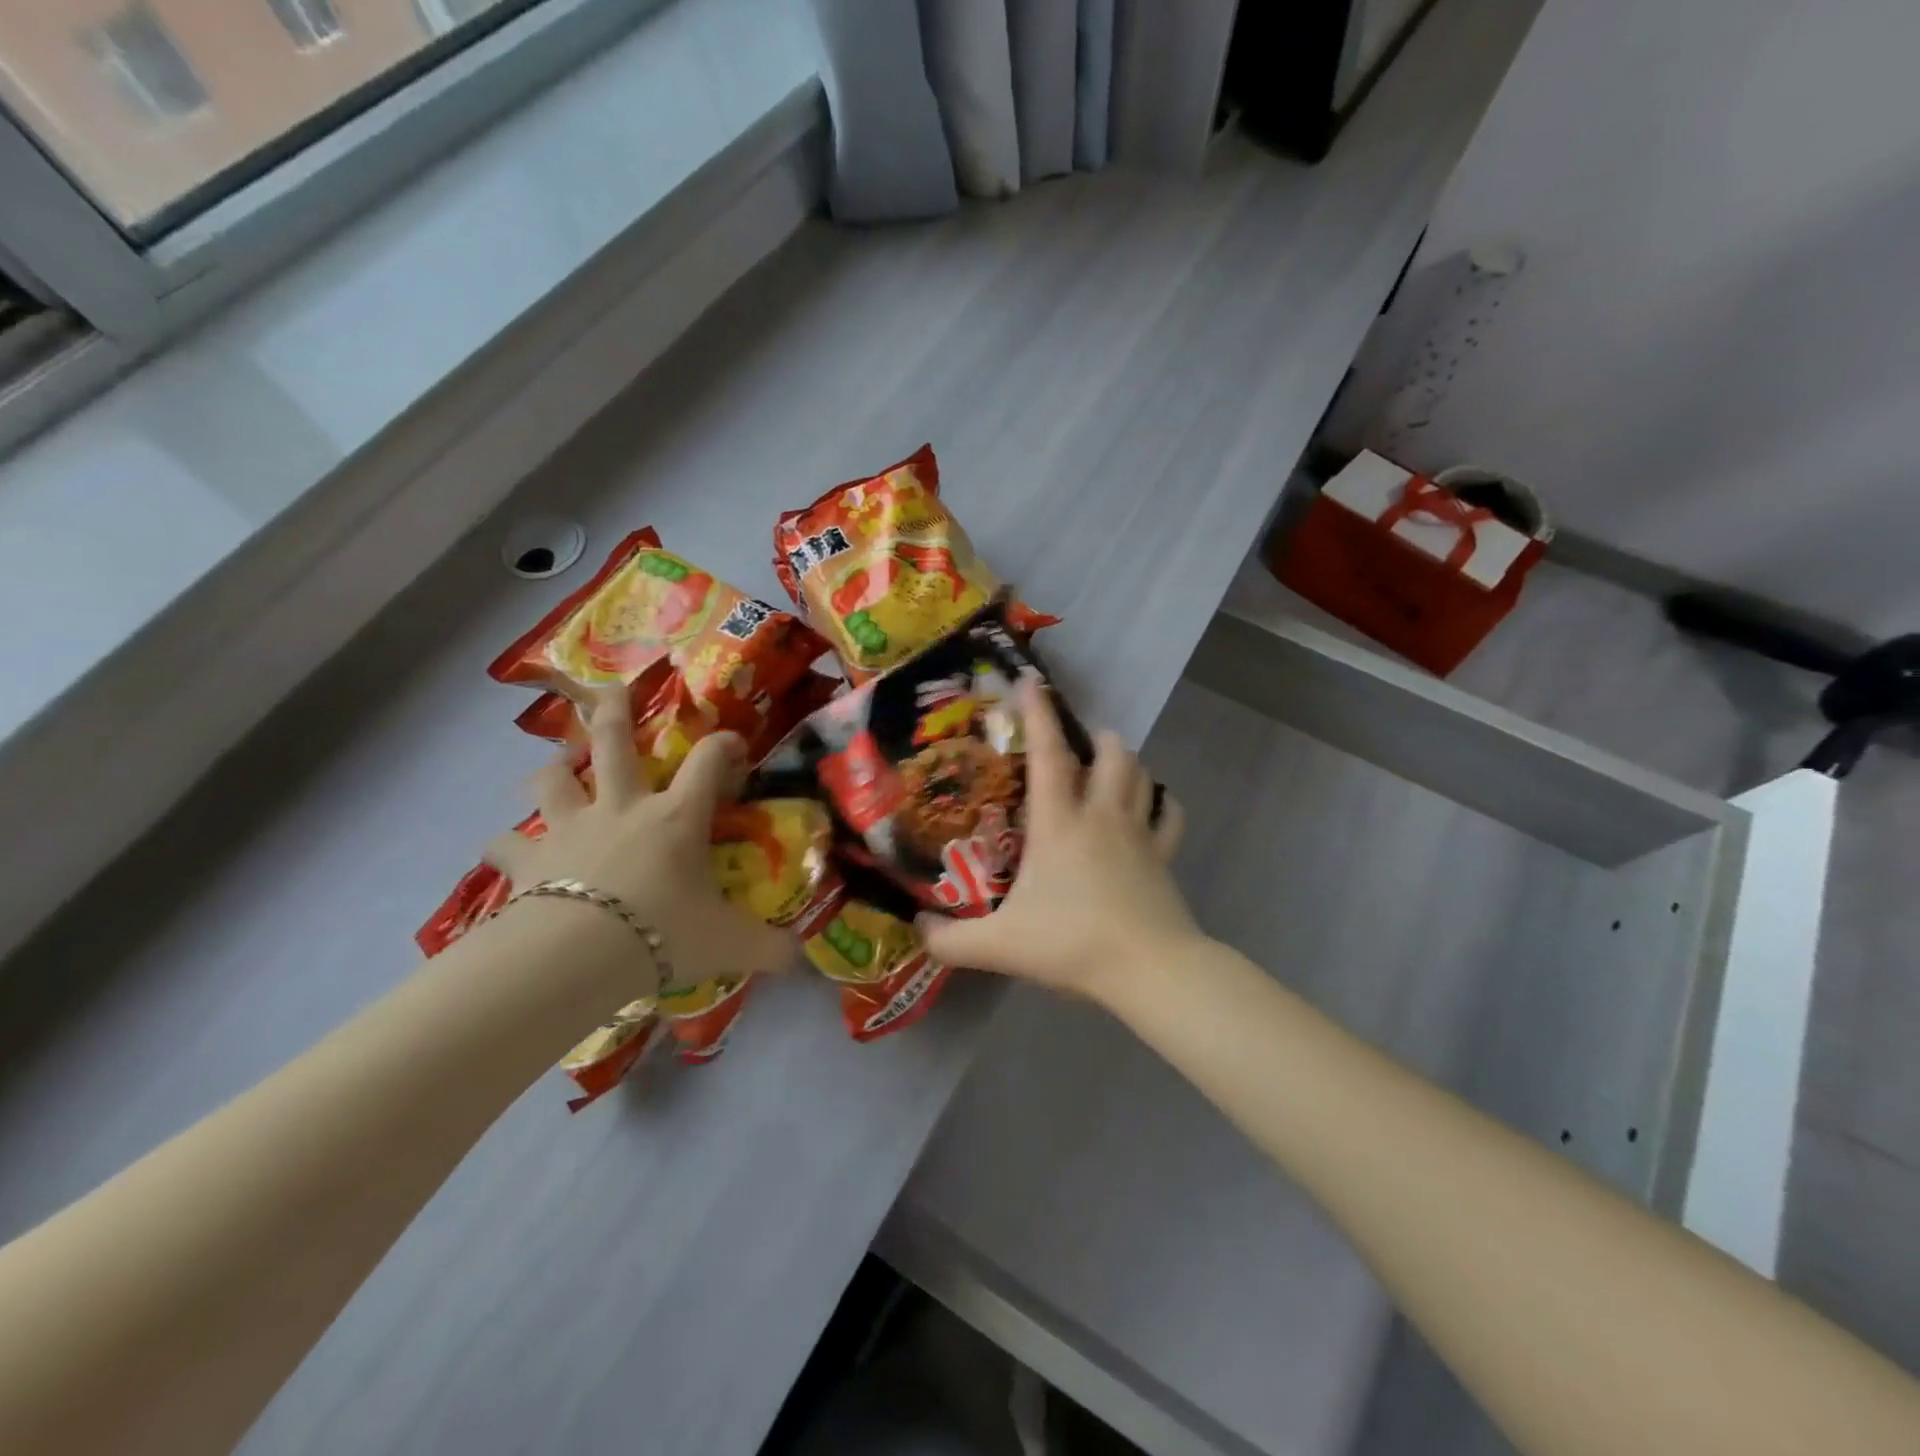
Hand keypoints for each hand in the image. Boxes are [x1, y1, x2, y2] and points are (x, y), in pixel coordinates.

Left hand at [484, 690, 793, 994]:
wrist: (577, 955)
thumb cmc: (663, 933)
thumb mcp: (729, 944)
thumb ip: (770, 947)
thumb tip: (802, 958)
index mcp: (675, 818)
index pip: (708, 763)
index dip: (724, 745)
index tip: (733, 742)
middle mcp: (621, 809)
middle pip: (614, 743)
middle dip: (614, 712)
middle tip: (612, 689)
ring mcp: (569, 829)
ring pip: (553, 780)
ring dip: (556, 766)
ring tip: (558, 762)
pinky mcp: (527, 861)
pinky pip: (506, 844)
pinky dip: (506, 844)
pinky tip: (504, 849)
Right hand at [915, 680, 1197, 1002]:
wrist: (1149, 970)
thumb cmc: (1072, 944)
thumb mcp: (999, 946)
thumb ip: (950, 940)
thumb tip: (916, 927)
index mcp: (1059, 822)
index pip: (1048, 754)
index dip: (1038, 714)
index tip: (1031, 682)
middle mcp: (1101, 815)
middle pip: (1110, 752)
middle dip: (1094, 736)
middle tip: (1076, 746)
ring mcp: (1139, 833)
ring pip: (1141, 774)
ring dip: (1124, 762)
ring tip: (1107, 768)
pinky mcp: (1164, 857)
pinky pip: (1170, 815)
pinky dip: (1162, 804)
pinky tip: (1151, 808)